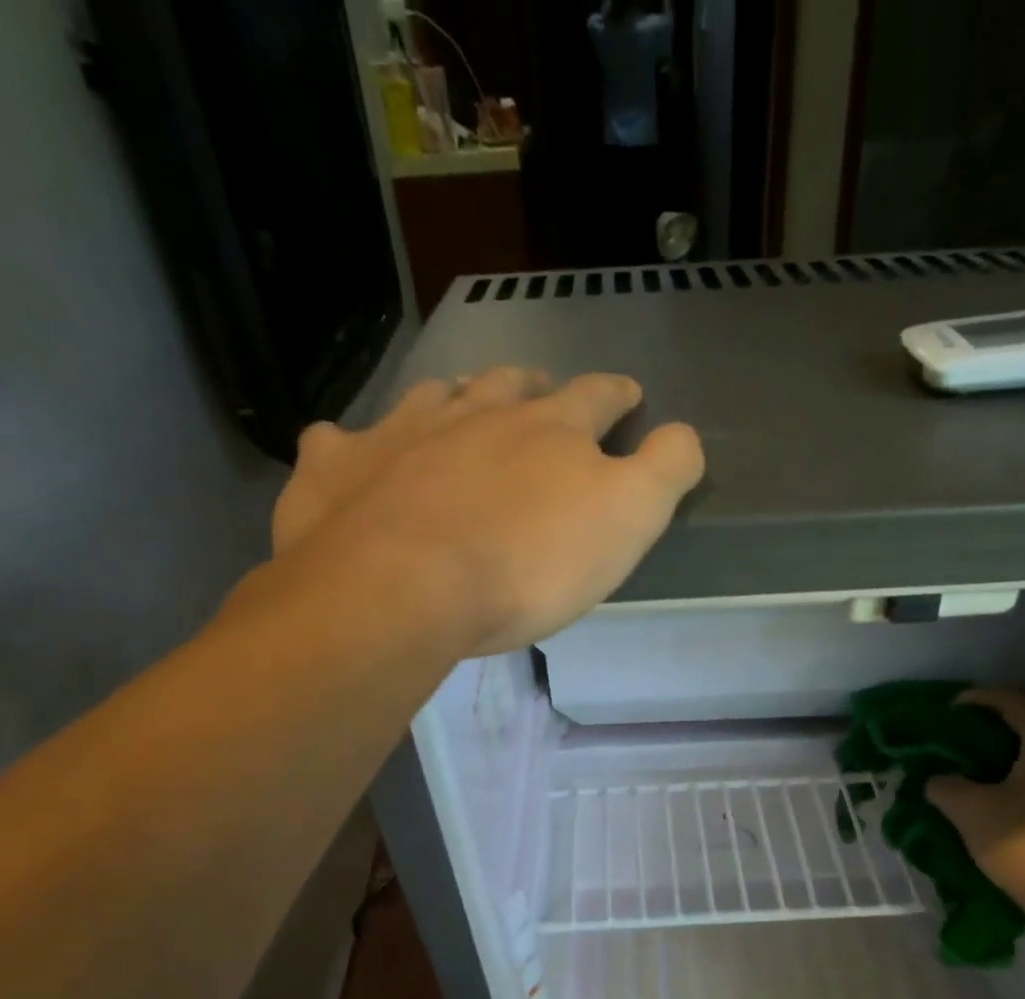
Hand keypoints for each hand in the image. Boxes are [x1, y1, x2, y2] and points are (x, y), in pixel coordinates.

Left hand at [270, 367, 703, 654]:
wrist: (405, 589)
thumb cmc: (528, 563)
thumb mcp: (627, 521)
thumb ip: (665, 471)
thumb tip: (686, 435)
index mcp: (548, 429)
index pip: (596, 396)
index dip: (617, 394)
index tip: (628, 395)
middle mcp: (473, 413)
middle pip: (511, 384)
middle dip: (534, 385)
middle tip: (540, 392)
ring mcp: (399, 432)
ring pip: (432, 398)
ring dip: (454, 399)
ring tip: (460, 408)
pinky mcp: (338, 468)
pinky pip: (341, 441)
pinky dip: (354, 446)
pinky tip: (356, 457)